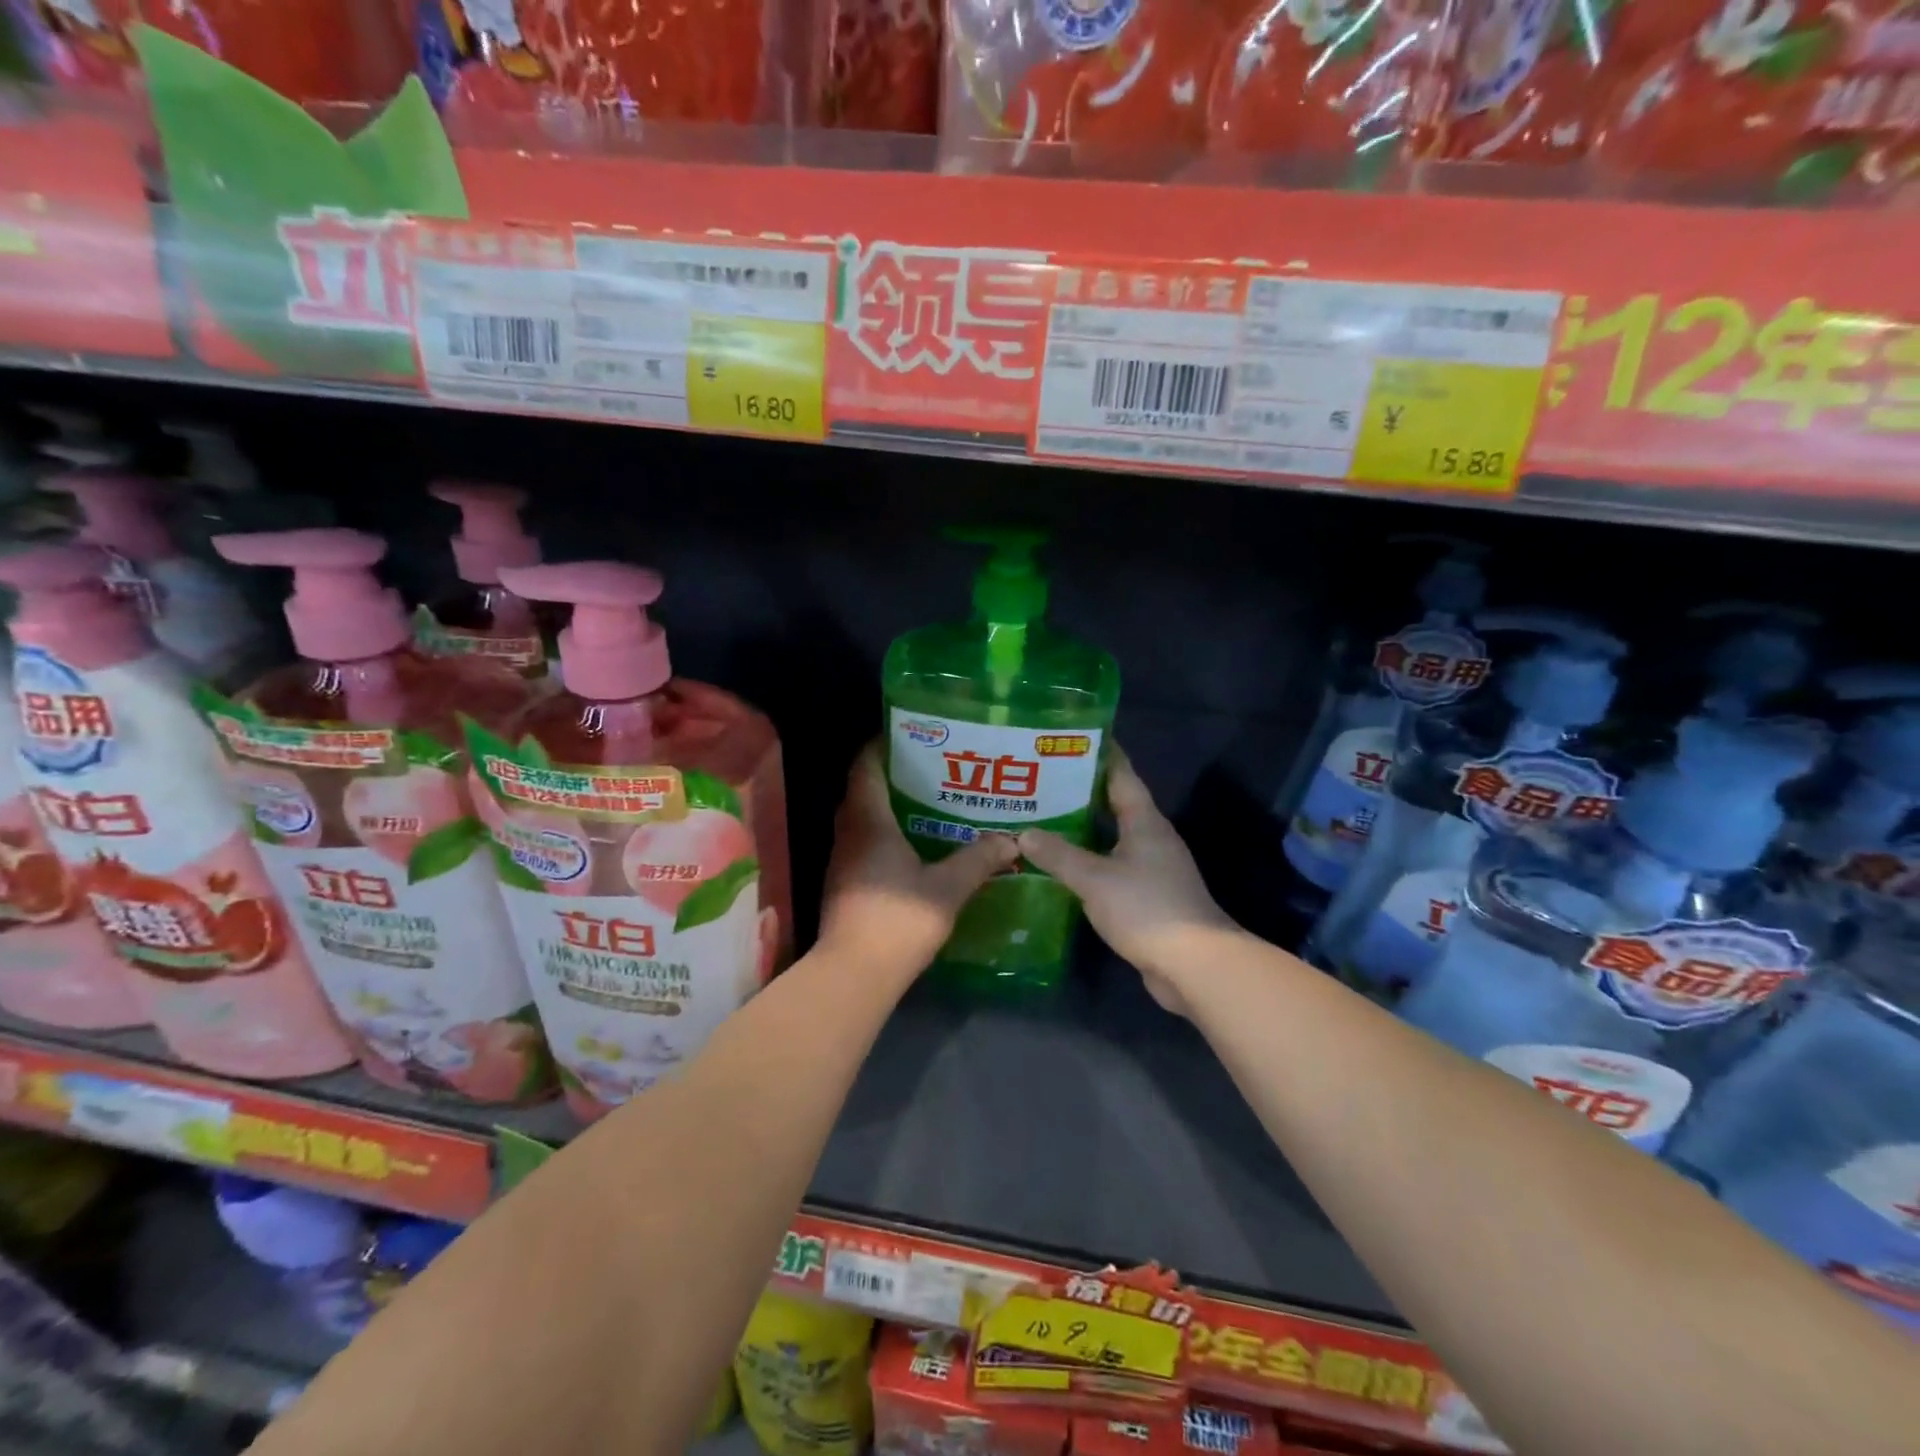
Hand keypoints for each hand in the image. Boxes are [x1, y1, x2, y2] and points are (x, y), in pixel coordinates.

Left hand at [818, 743, 1019, 980]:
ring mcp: (842, 860)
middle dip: (893, 774)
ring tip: (929, 802)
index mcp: (868, 821)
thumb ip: (978, 860)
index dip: (882, 744)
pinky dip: (885, 835)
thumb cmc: (898, 920)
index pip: (865, 766)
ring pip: (863, 818)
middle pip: (863, 789)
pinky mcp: (844, 884)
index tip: (912, 735)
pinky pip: (863, 843)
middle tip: (932, 768)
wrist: (854, 975)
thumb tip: (1009, 839)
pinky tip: (915, 846)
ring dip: (890, 807)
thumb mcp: (948, 888)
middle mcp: (848, 833)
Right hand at [1017, 748, 1236, 1015]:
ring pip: (1112, 836)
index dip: (1099, 753)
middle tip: (1041, 779)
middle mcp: (1151, 837)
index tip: (1071, 736)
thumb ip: (1058, 855)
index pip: (1121, 774)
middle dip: (1080, 790)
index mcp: (1144, 822)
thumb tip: (1024, 833)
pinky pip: (1112, 865)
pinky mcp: (1148, 895)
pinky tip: (1062, 865)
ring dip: (1082, 828)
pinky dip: (1088, 860)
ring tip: (1043, 817)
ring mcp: (1152, 867)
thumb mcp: (1095, 879)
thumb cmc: (1147, 908)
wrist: (1194, 965)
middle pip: (1114, 803)